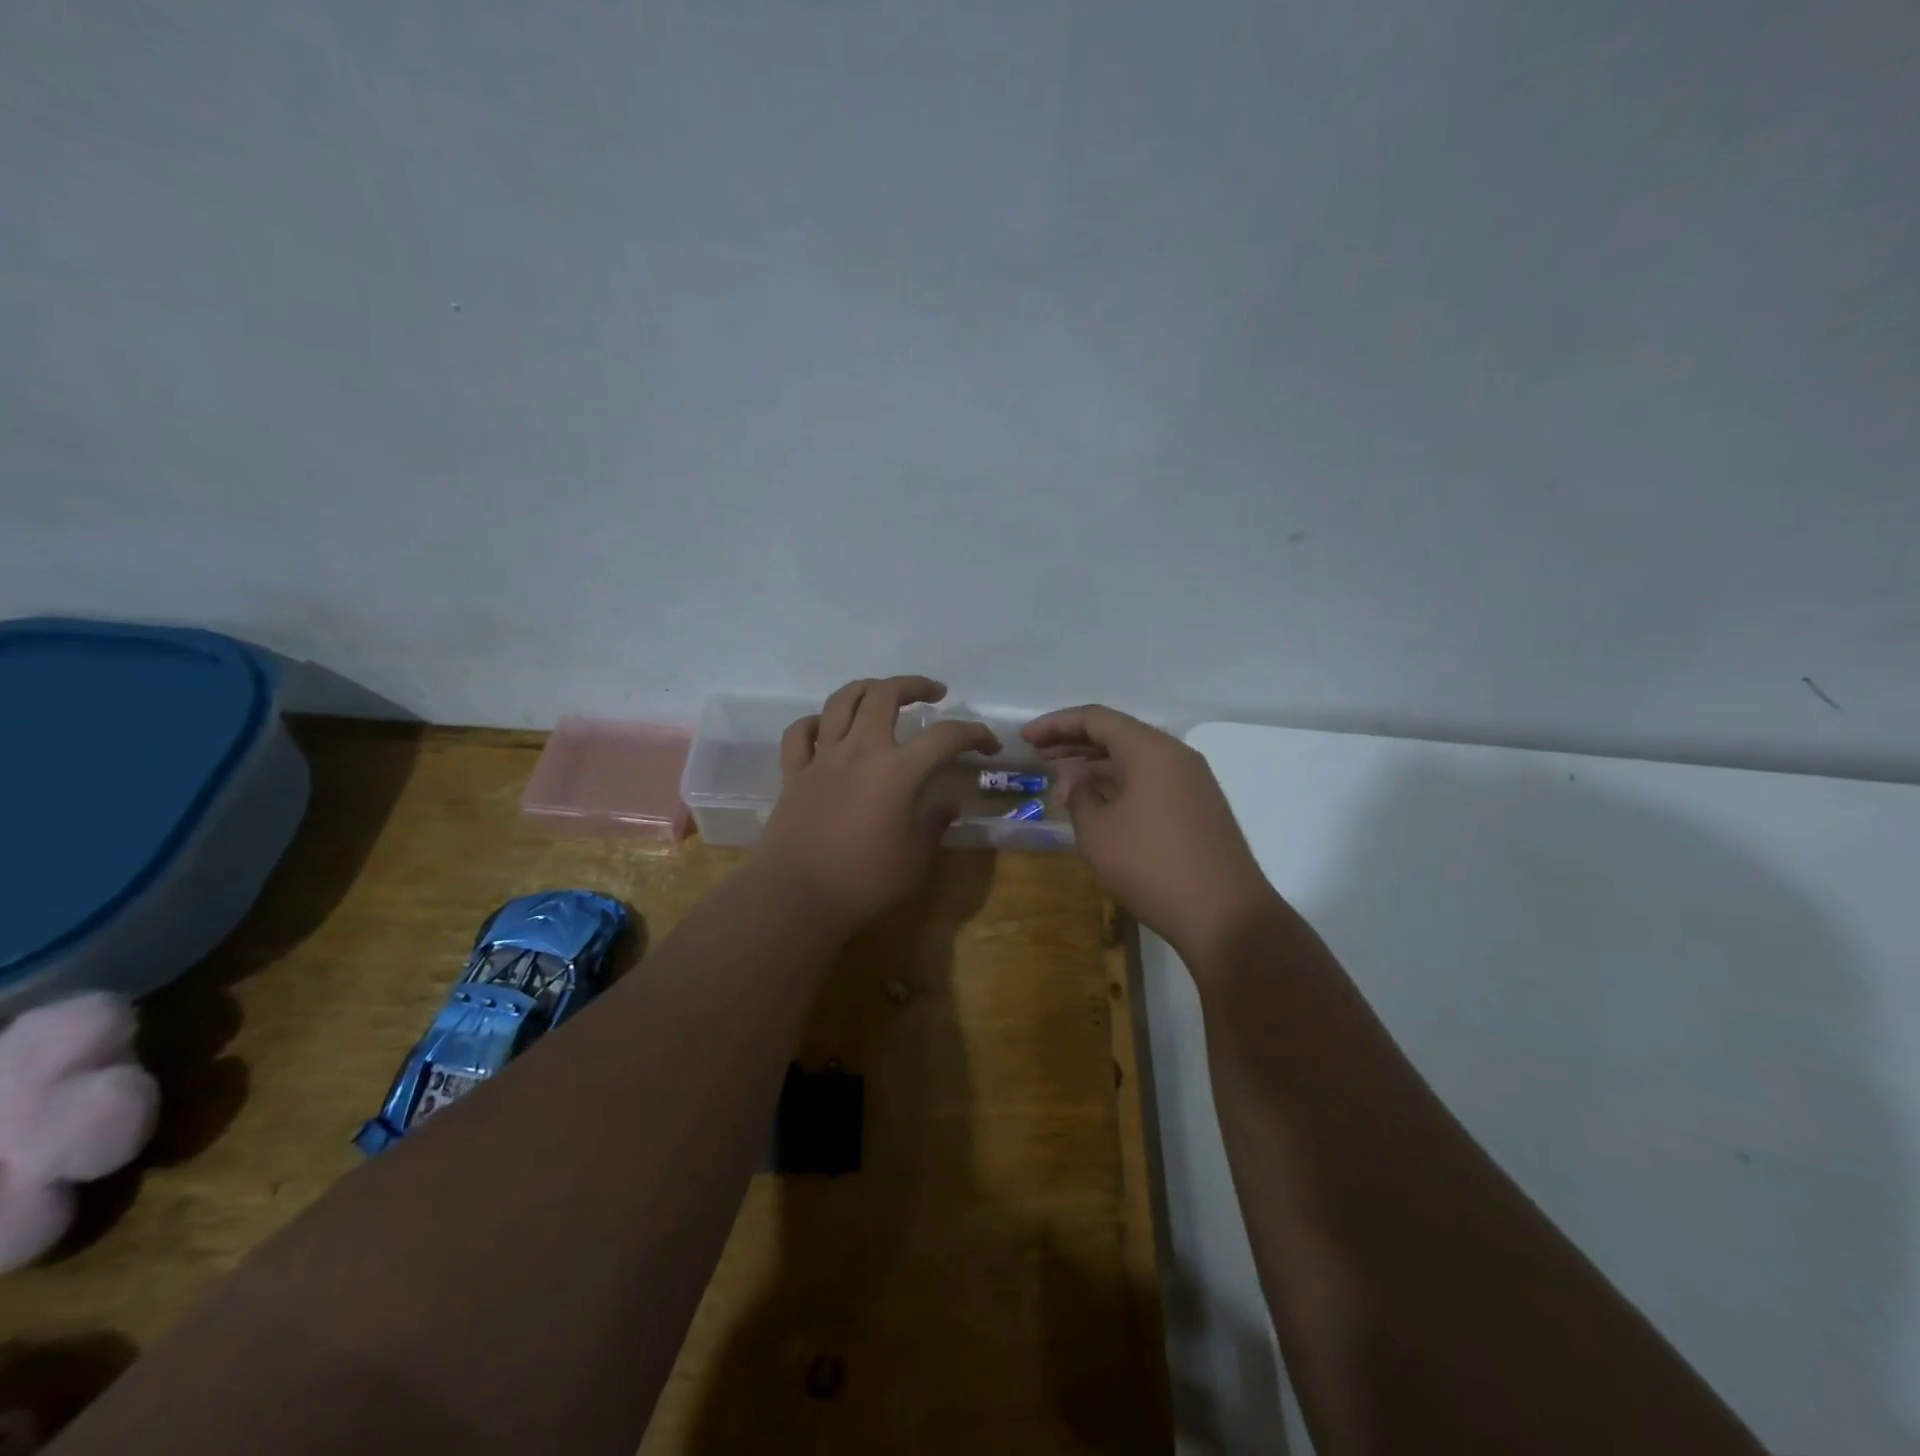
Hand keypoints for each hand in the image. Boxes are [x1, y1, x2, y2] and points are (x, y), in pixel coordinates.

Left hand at [760, 676, 999, 928]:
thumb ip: (933, 825)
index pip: (946, 737)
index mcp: (897, 771)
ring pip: (841, 701)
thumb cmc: (864, 881)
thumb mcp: (915, 858)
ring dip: (866, 689)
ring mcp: (822, 758)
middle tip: (933, 693)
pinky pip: (800, 733)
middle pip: (885, 695)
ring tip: (882, 694)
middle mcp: (859, 751)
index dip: (974, 734)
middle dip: (914, 685)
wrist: (797, 896)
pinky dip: (815, 723)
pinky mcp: (793, 773)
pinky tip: (827, 729)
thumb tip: (947, 806)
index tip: (989, 746)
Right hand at [1022, 705, 1276, 960]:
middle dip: (1074, 741)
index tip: (1025, 738)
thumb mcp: (1099, 832)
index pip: (1096, 718)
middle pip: (1118, 733)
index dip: (1056, 724)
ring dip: (1097, 762)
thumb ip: (1079, 795)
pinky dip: (1120, 780)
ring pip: (1136, 757)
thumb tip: (1074, 778)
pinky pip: (1152, 778)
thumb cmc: (1152, 867)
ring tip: (1063, 776)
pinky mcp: (1200, 806)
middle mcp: (1176, 755)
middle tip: (1038, 753)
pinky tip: (1099, 799)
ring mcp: (1193, 781)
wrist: (1226, 916)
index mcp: (1150, 749)